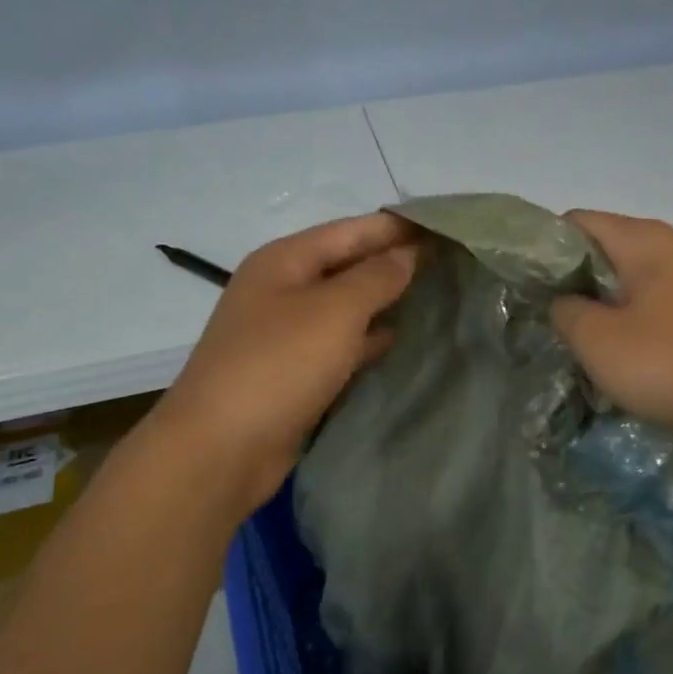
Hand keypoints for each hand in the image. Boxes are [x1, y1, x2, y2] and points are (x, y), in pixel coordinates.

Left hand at [149, 212, 419, 516]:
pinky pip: (341, 343)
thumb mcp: (334, 311)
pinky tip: (401, 339)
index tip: (447, 224)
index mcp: (285, 260)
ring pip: (346, 306)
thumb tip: (408, 253)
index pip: (352, 230)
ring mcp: (286, 333)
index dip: (398, 227)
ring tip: (437, 295)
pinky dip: (369, 339)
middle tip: (451, 261)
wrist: (221, 449)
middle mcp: (283, 290)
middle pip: (348, 265)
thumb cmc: (279, 365)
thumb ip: (376, 277)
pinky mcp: (294, 372)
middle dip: (395, 262)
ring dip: (385, 301)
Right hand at [550, 210, 672, 455]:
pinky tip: (615, 348)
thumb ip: (564, 309)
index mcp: (645, 240)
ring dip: (599, 301)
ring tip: (574, 334)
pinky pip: (652, 301)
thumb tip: (564, 302)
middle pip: (604, 248)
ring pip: (628, 278)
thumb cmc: (665, 364)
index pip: (577, 222)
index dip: (545, 248)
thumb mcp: (595, 338)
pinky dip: (627, 317)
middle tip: (543, 312)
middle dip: (571, 277)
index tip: (525, 282)